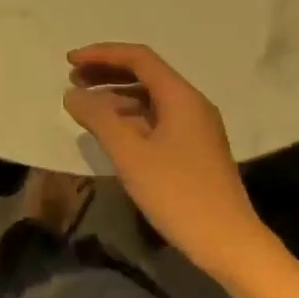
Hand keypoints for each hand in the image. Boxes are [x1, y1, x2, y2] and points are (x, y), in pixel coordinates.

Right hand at [62, 43, 273, 277]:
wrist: (228, 243)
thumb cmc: (178, 194)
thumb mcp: (130, 155)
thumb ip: (99, 119)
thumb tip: (73, 95)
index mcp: (180, 97)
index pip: (138, 58)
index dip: (101, 54)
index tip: (69, 60)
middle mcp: (191, 104)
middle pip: (145, 73)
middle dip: (106, 72)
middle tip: (72, 78)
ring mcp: (195, 127)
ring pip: (149, 97)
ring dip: (115, 95)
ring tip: (84, 104)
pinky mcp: (193, 148)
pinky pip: (156, 118)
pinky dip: (128, 116)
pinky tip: (109, 130)